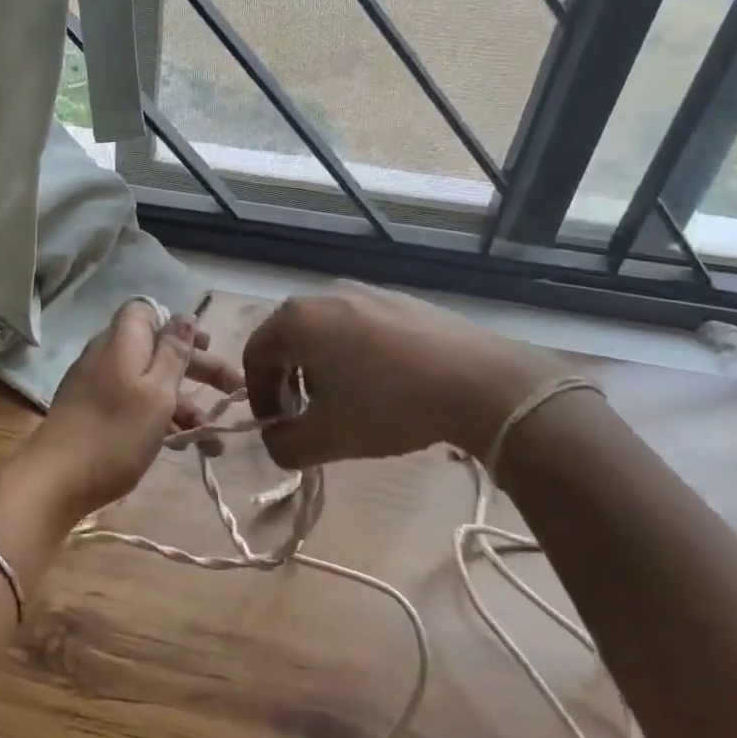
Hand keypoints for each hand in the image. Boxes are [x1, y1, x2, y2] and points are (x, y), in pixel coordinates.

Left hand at [20, 299, 242, 524]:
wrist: (54, 480)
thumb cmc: (115, 432)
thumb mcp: (156, 392)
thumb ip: (173, 353)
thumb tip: (184, 317)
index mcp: (122, 341)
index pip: (147, 311)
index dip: (178, 325)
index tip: (206, 345)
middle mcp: (108, 356)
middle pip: (156, 349)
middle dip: (197, 369)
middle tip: (233, 391)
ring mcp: (97, 386)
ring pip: (148, 383)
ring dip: (184, 405)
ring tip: (213, 440)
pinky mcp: (92, 414)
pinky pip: (134, 405)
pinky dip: (160, 420)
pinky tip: (184, 446)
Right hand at [242, 283, 568, 468]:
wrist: (482, 382)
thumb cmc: (390, 405)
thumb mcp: (328, 438)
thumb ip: (284, 445)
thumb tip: (276, 441)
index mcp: (296, 320)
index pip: (254, 355)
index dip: (258, 396)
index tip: (279, 427)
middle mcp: (324, 294)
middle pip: (287, 340)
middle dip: (289, 382)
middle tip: (308, 417)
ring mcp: (365, 291)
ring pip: (323, 331)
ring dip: (320, 368)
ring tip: (348, 402)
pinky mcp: (400, 299)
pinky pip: (358, 325)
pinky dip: (354, 353)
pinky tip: (384, 384)